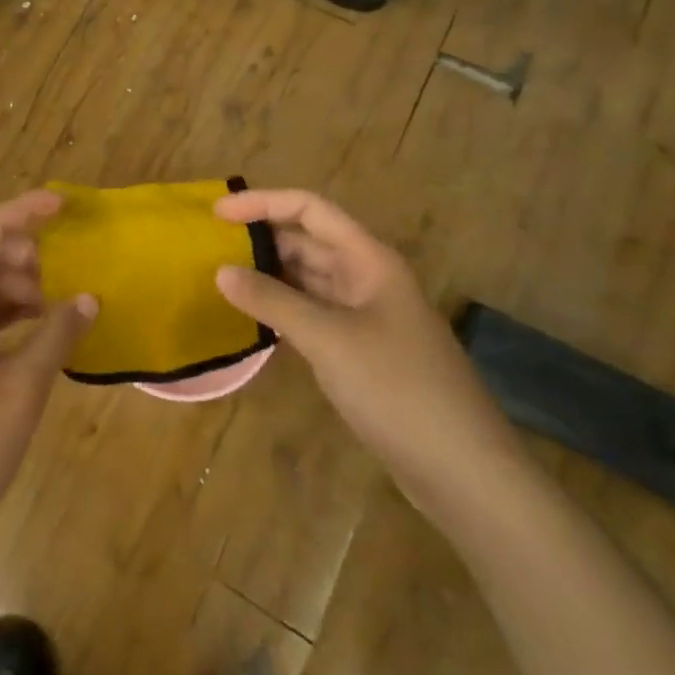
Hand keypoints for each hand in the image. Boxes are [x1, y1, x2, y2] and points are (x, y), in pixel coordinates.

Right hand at [213, 188, 526, 521]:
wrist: (464, 471)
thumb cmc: (398, 389)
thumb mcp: (329, 340)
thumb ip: (273, 301)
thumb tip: (221, 271)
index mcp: (369, 259)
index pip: (309, 209)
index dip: (263, 203)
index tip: (217, 215)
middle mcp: (367, 277)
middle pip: (309, 240)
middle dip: (262, 237)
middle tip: (210, 247)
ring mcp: (366, 315)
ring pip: (309, 279)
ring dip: (269, 274)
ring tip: (221, 277)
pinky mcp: (361, 350)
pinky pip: (313, 313)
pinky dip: (282, 309)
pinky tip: (253, 318)